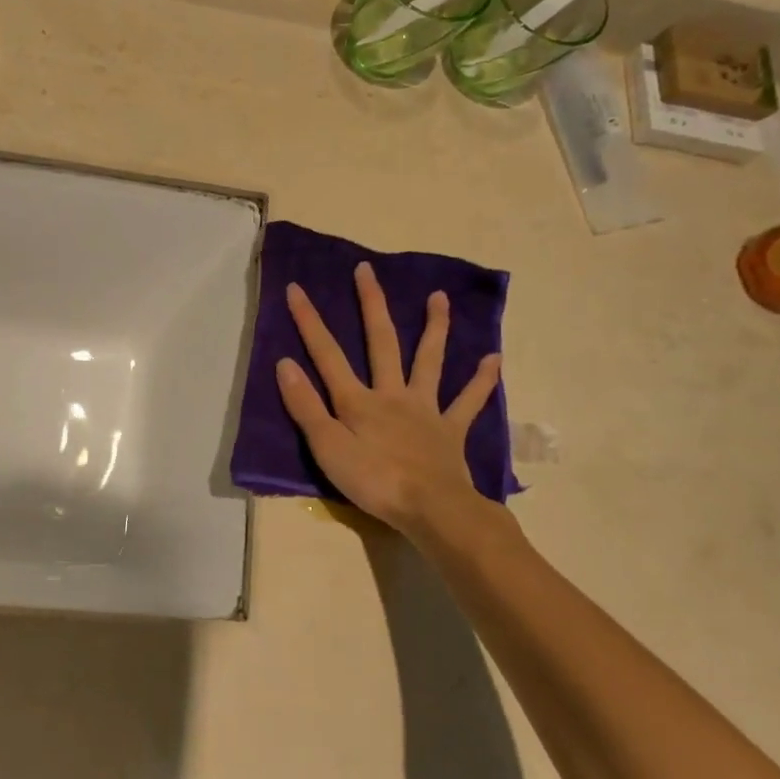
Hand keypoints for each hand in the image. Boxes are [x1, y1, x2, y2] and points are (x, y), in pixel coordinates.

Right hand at [276, 261, 500, 534]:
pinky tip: (494, 358)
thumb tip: (285, 363)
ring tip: (439, 297)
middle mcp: (392, 394)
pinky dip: (482, 380)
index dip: (309, 322)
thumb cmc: (373, 481)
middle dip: (371, 304)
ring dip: (434, 327)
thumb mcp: (327, 448)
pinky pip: (468, 400)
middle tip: (367, 270)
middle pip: (381, 341)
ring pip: (429, 360)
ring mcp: (425, 409)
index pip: (327, 354)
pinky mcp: (450, 429)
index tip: (296, 288)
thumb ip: (306, 406)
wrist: (431, 508)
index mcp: (358, 400)